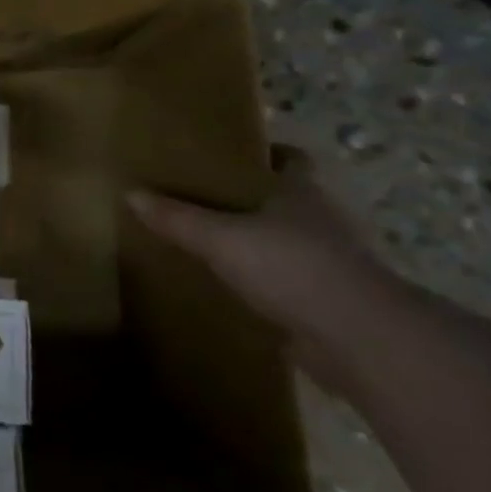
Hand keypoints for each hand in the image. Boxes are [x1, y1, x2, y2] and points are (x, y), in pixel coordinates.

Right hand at [128, 146, 401, 393]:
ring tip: (211, 245)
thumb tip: (130, 193)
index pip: (291, 159)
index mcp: (302, 192)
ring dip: (259, 243)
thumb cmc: (292, 267)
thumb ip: (177, 218)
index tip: (230, 156)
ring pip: (287, 242)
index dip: (266, 154)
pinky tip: (231, 289)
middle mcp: (323, 220)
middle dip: (252, 200)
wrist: (359, 337)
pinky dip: (265, 282)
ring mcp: (330, 262)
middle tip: (203, 200)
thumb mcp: (221, 239)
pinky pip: (288, 282)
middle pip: (286, 200)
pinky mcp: (329, 301)